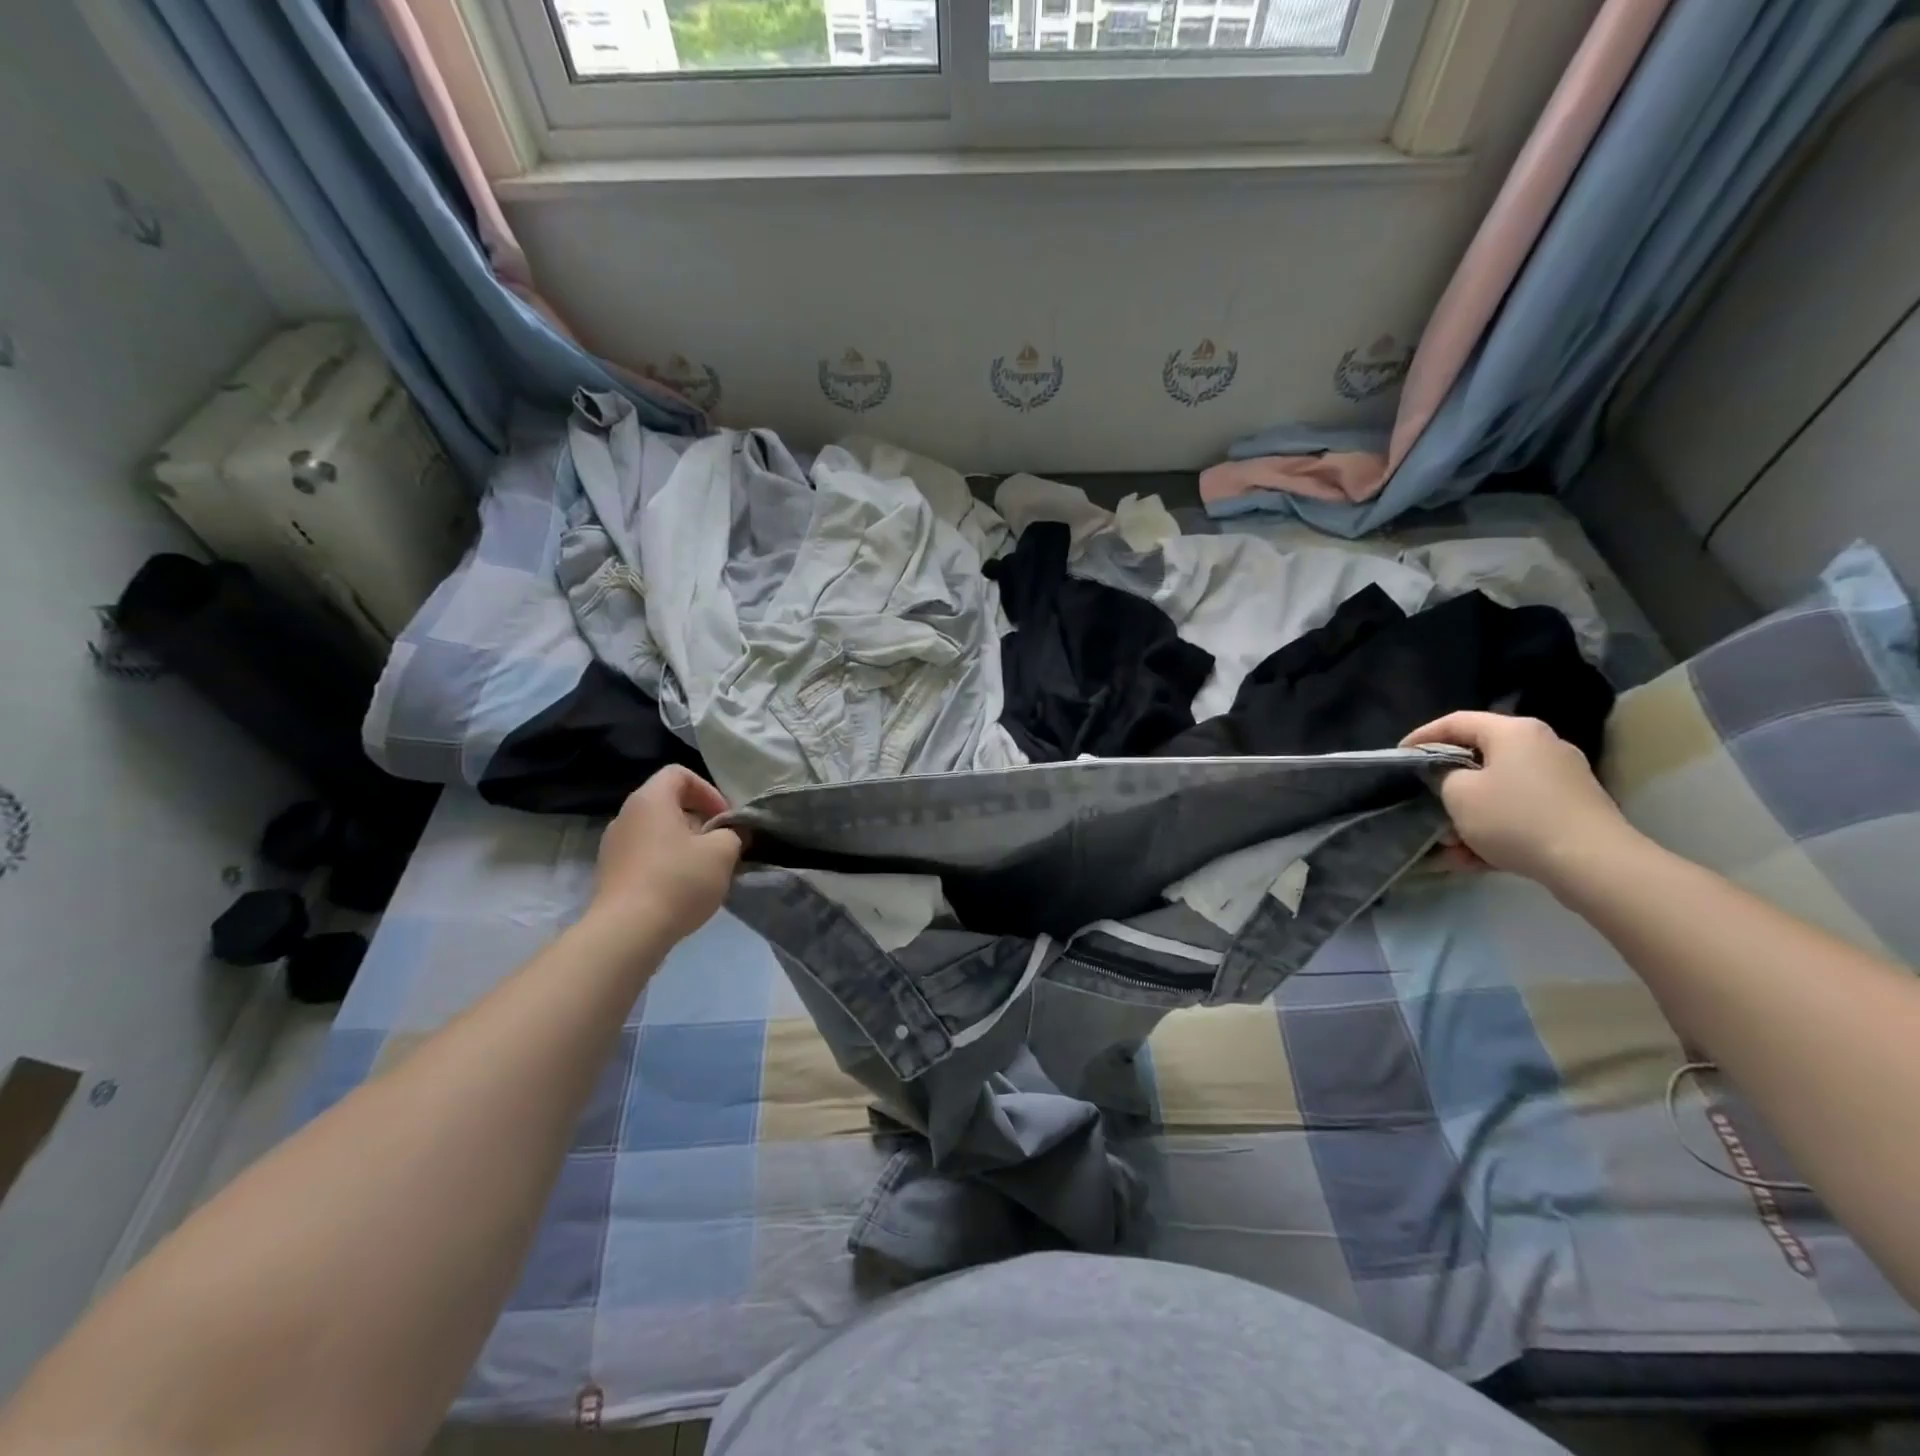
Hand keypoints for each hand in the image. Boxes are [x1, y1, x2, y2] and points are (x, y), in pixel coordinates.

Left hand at [590, 767, 744, 942]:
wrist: (627, 932)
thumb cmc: (678, 880)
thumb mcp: (722, 852)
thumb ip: (733, 834)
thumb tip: (731, 834)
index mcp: (650, 800)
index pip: (679, 773)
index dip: (708, 790)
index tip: (724, 818)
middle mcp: (626, 816)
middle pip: (668, 803)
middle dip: (699, 820)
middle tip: (720, 844)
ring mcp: (613, 846)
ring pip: (657, 832)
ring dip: (684, 844)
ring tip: (704, 871)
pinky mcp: (610, 874)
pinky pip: (644, 857)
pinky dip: (666, 864)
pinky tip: (681, 890)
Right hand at [1400, 711, 1637, 884]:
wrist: (1592, 864)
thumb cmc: (1515, 818)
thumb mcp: (1459, 794)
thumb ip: (1443, 776)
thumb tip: (1449, 776)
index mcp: (1514, 732)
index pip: (1456, 722)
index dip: (1421, 736)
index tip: (1399, 756)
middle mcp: (1541, 746)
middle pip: (1480, 757)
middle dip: (1448, 784)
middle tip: (1423, 799)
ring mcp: (1561, 779)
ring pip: (1498, 790)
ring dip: (1469, 814)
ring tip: (1448, 843)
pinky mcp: (1571, 809)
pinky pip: (1519, 812)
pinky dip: (1495, 829)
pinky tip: (1474, 858)